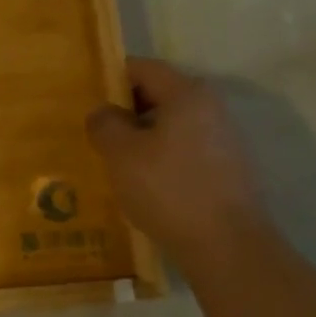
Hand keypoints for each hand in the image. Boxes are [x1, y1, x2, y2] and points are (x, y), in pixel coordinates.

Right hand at [86, 59, 270, 268]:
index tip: (87, 99)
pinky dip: (161, 158)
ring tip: (114, 160)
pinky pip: (185, 151)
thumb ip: (105, 124)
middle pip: (160, 95)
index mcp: (188, 94)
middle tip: (96, 131)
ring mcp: (224, 141)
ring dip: (142, 137)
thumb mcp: (121, 153)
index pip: (143, 68)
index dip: (112, 78)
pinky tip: (142, 183)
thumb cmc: (169, 190)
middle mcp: (212, 109)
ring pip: (172, 126)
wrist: (228, 249)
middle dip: (125, 110)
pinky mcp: (228, 171)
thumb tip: (103, 112)